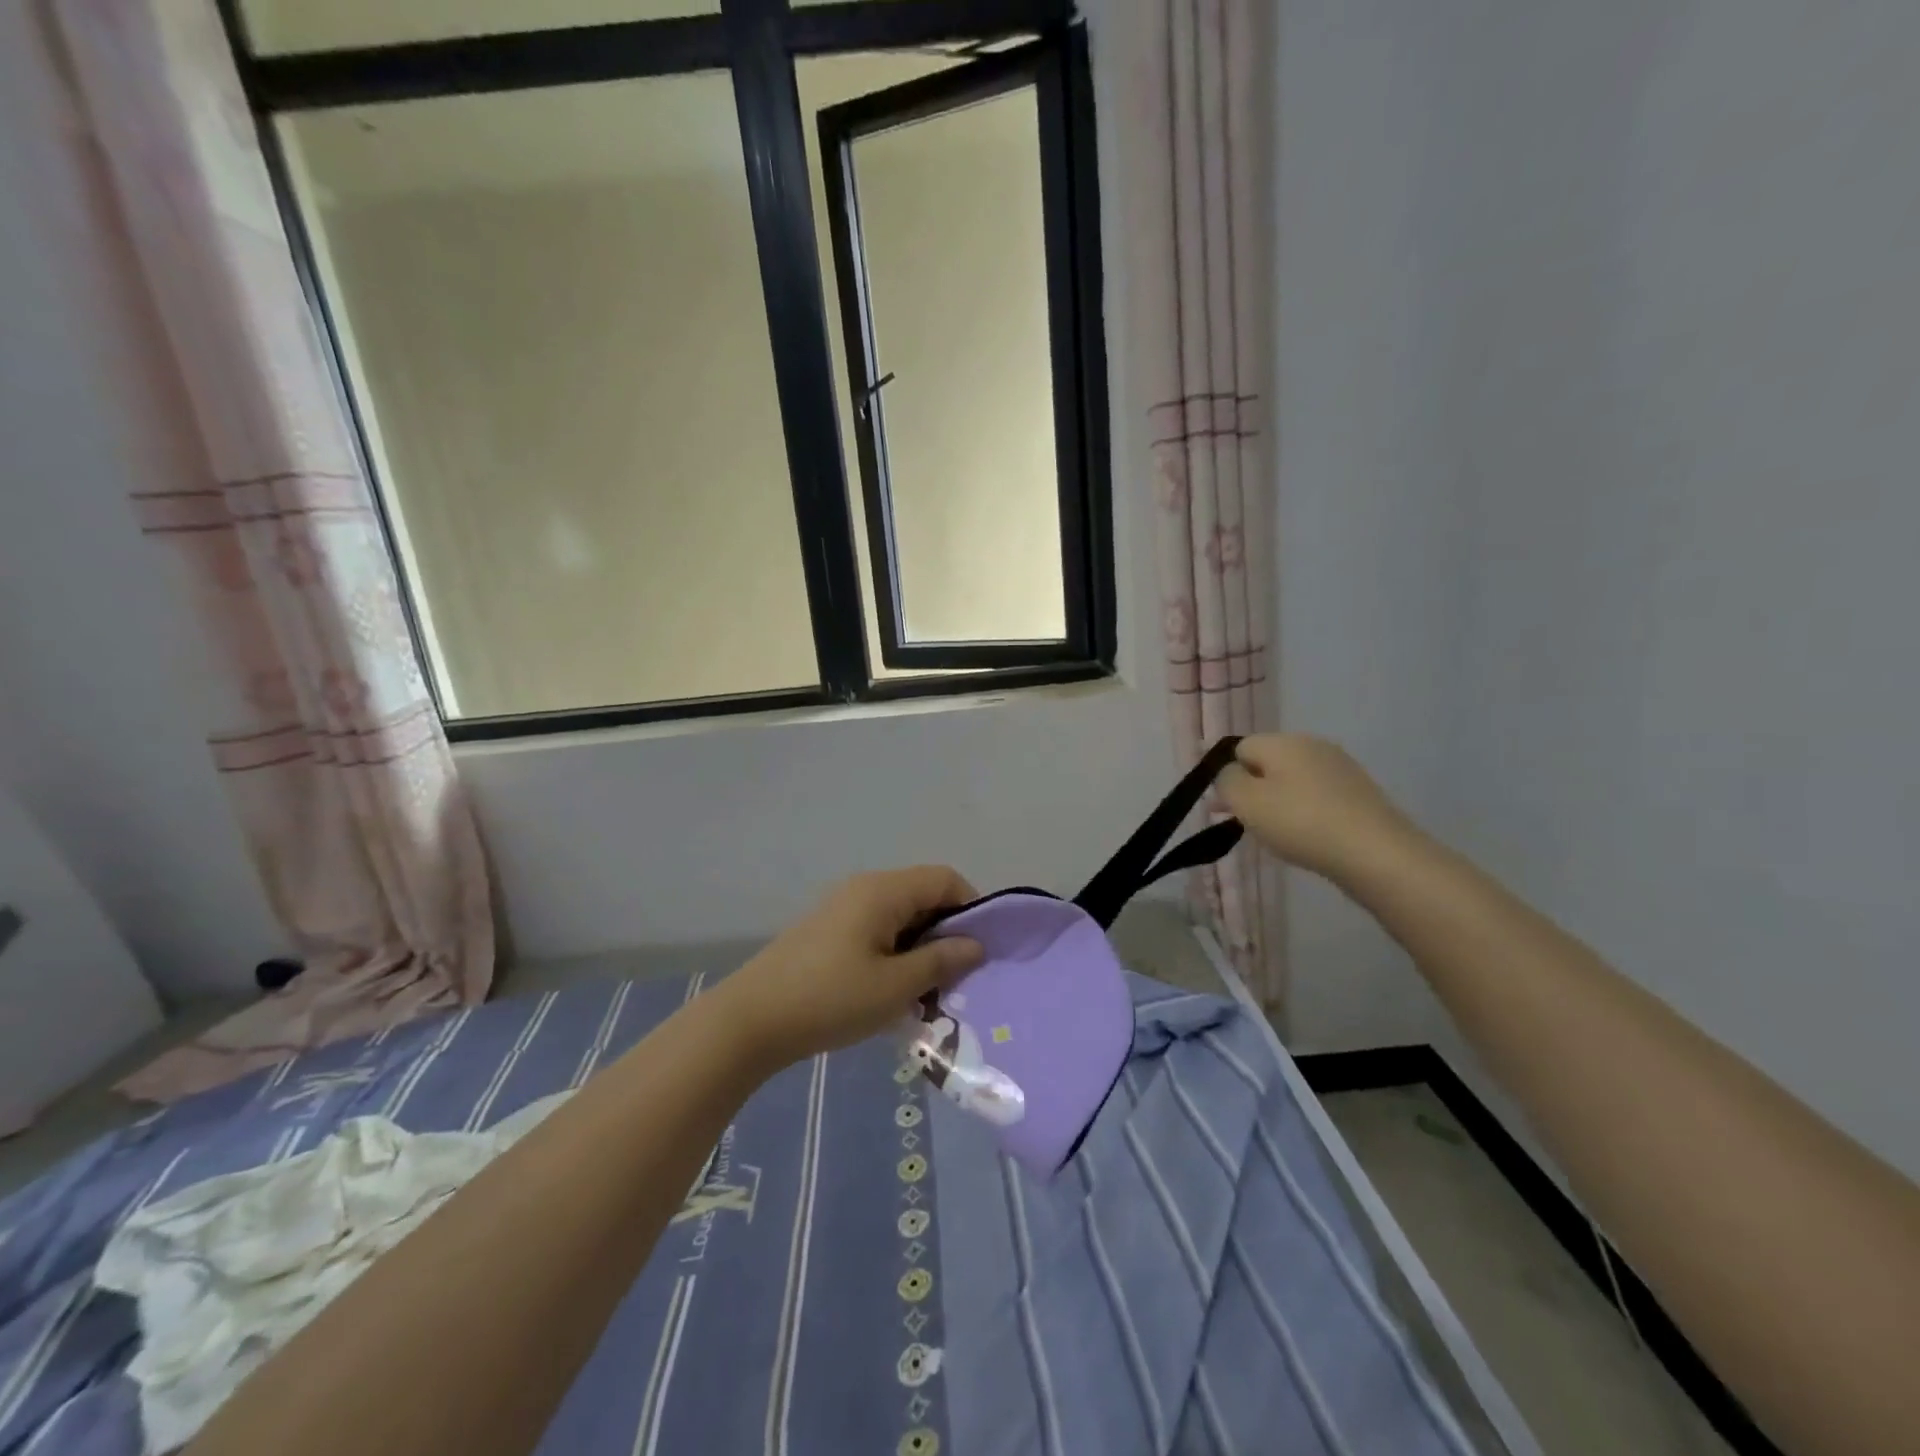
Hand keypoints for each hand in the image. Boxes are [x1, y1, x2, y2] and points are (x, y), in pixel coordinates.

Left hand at [716, 867, 984, 1070]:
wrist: (751, 1019)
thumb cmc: (830, 999)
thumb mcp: (895, 986)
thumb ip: (941, 961)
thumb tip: (976, 944)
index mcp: (883, 890)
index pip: (944, 879)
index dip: (971, 908)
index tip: (980, 951)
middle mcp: (865, 888)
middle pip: (923, 895)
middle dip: (947, 933)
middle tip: (956, 978)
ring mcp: (844, 908)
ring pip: (901, 916)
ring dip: (921, 947)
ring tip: (927, 992)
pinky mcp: (830, 930)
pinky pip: (878, 930)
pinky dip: (896, 953)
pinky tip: (893, 991)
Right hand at [1219, 735, 1418, 883]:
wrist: (1377, 854)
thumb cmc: (1301, 823)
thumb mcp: (1246, 801)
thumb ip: (1226, 780)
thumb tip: (1230, 772)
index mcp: (1284, 741)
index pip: (1240, 747)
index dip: (1226, 774)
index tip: (1222, 806)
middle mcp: (1313, 745)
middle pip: (1268, 762)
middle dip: (1251, 789)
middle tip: (1242, 823)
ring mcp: (1340, 769)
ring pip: (1292, 780)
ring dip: (1276, 802)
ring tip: (1273, 834)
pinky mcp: (1358, 794)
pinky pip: (1316, 797)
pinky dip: (1303, 812)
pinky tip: (1304, 837)